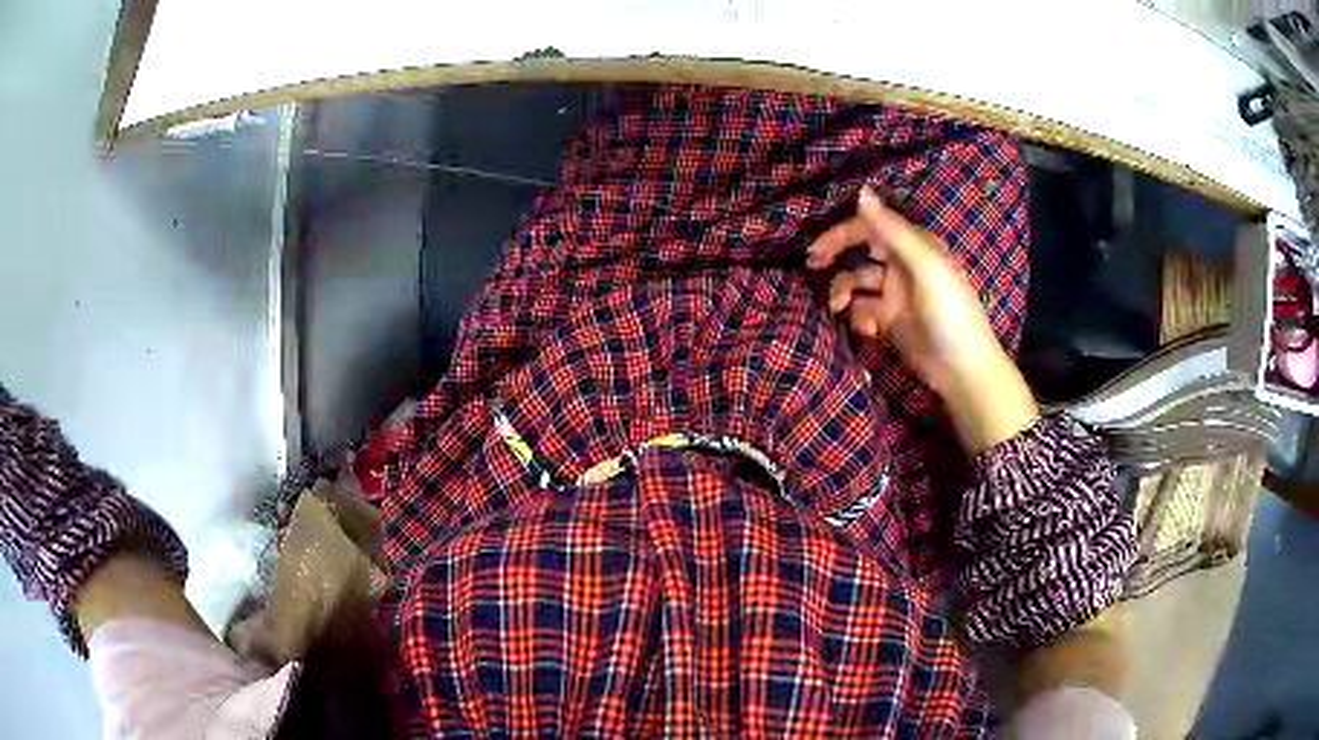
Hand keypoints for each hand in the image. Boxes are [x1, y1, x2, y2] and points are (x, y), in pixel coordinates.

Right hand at [805, 188, 1037, 452]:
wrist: (963, 369)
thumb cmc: (950, 311)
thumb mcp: (923, 266)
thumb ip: (892, 230)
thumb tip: (861, 191)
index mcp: (914, 245)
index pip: (871, 227)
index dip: (843, 232)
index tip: (817, 247)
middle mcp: (903, 265)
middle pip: (861, 252)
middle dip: (837, 257)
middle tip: (813, 264)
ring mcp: (896, 294)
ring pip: (857, 282)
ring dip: (844, 291)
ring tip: (838, 308)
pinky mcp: (891, 321)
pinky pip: (864, 310)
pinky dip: (859, 317)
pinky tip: (869, 330)